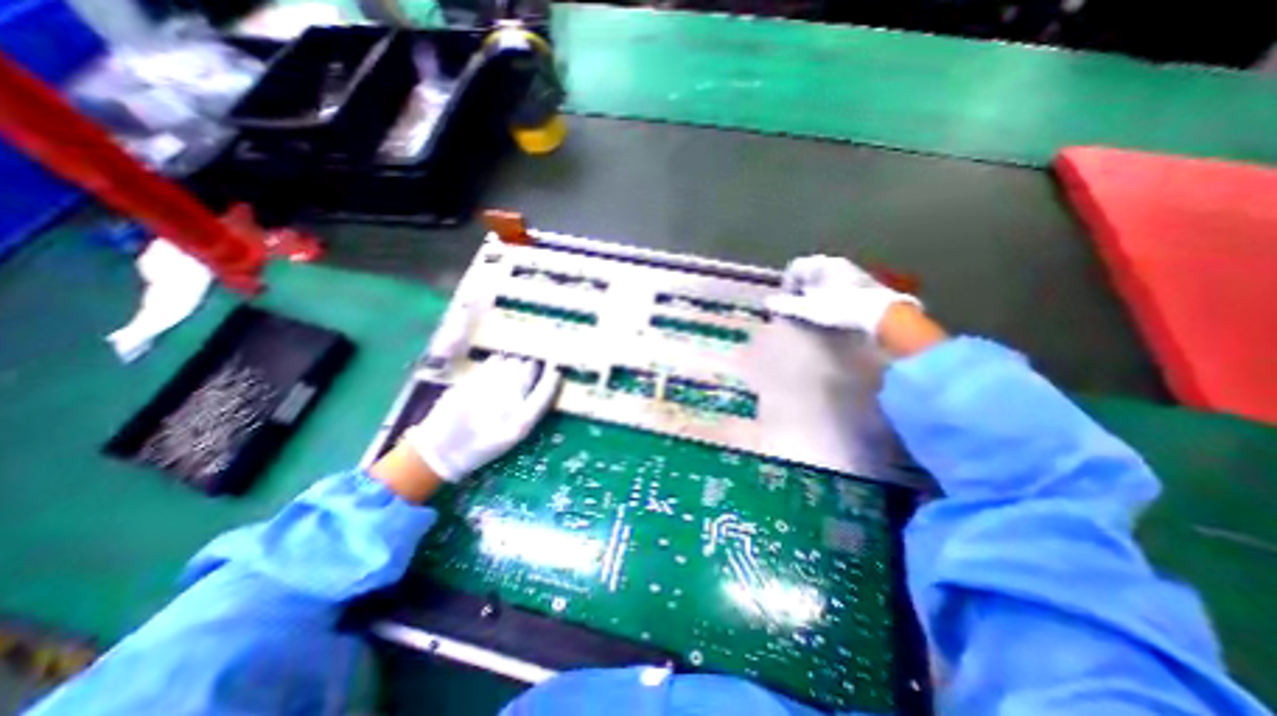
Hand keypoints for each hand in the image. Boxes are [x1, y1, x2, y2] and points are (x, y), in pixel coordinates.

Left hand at [410, 356, 558, 482]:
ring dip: (517, 363)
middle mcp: (509, 401)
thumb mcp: (515, 434)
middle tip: (529, 369)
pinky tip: (496, 370)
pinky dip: (500, 361)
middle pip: (530, 369)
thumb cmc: (484, 445)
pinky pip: (495, 360)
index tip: (556, 368)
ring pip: (513, 361)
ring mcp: (490, 387)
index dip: (553, 377)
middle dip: (532, 366)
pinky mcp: (473, 379)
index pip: (546, 391)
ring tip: (511, 371)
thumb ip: (532, 409)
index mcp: (522, 420)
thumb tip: (546, 379)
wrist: (443, 450)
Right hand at [763, 256, 923, 334]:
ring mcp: (853, 270)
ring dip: (818, 291)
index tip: (788, 299)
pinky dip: (833, 293)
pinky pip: (841, 284)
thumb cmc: (840, 308)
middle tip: (801, 304)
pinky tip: (836, 308)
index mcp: (820, 264)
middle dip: (803, 287)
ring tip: (817, 308)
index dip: (787, 283)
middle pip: (811, 271)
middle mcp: (836, 262)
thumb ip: (786, 305)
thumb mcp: (808, 309)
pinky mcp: (865, 282)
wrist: (881, 313)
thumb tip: (768, 302)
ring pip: (827, 277)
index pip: (795, 266)